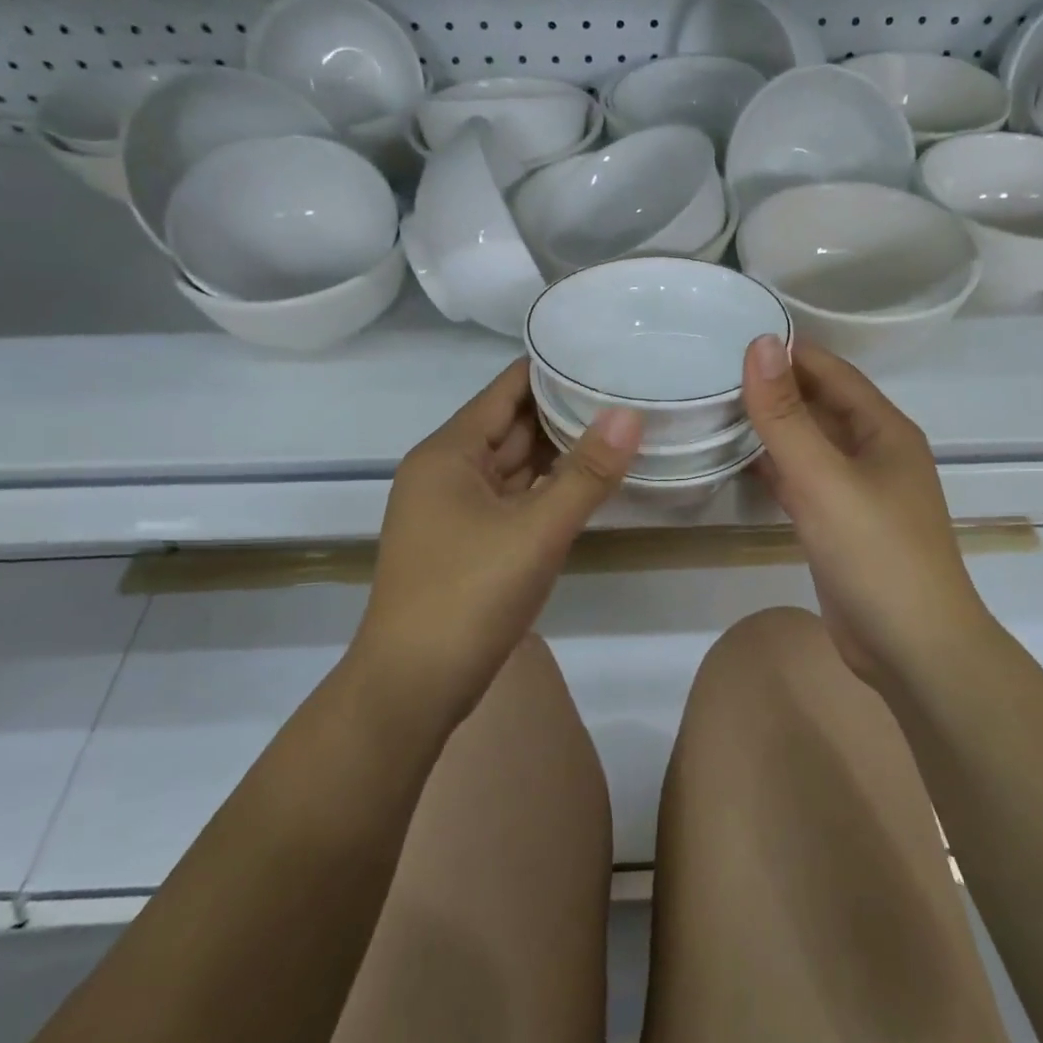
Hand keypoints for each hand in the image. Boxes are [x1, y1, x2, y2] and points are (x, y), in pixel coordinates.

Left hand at [353, 358, 640, 723]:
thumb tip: (630, 413)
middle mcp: (447, 472)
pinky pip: (513, 500)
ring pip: (514, 466)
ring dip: (559, 452)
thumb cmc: (467, 596)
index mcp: (449, 453)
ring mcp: (455, 510)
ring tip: (618, 429)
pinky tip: (586, 484)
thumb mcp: (535, 531)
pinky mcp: (468, 543)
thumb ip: (586, 473)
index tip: (605, 355)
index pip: (506, 390)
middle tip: (627, 391)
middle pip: (511, 426)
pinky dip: (546, 490)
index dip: (553, 370)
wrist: (412, 687)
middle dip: (565, 411)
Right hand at [743, 335, 989, 685]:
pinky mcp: (840, 525)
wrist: (911, 647)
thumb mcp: (824, 479)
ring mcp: (858, 491)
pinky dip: (775, 469)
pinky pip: (804, 482)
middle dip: (775, 388)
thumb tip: (760, 344)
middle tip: (712, 371)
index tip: (733, 335)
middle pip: (820, 406)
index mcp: (884, 430)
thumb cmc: (875, 553)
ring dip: (772, 429)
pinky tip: (738, 462)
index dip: (788, 352)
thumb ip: (787, 416)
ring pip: (809, 445)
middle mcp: (874, 453)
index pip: (832, 372)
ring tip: (716, 407)